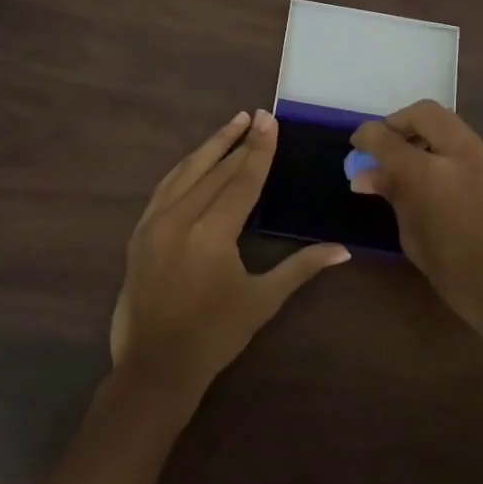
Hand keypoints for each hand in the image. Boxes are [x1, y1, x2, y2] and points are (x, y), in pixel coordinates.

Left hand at [110, 109, 348, 398]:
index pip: (241, 180)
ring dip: (210, 147)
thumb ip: (301, 267)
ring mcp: (154, 223)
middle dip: (238, 141)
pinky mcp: (139, 232)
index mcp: (212, 234)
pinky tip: (196, 160)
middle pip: (215, 170)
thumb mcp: (262, 300)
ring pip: (185, 172)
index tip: (269, 120)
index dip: (259, 149)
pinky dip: (185, 169)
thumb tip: (343, 250)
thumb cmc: (215, 336)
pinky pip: (165, 188)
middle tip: (256, 116)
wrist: (155, 367)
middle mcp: (180, 219)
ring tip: (231, 124)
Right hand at [350, 101, 482, 345]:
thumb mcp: (417, 241)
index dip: (366, 137)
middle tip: (385, 145)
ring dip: (424, 132)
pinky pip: (465, 142)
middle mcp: (459, 154)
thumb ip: (395, 198)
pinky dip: (444, 147)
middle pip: (423, 112)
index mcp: (430, 175)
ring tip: (409, 164)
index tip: (356, 146)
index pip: (386, 138)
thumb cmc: (464, 280)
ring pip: (448, 123)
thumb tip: (368, 175)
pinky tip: (437, 178)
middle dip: (399, 122)